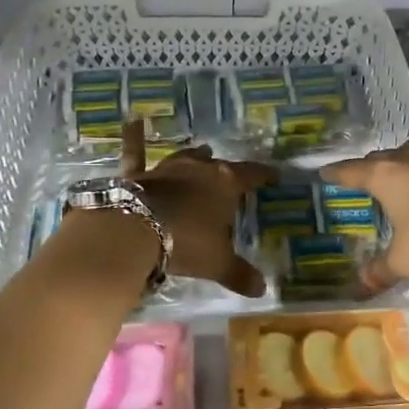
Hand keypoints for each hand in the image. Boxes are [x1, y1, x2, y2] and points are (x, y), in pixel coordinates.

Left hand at [121, 119, 274, 296]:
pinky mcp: (139, 175)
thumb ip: (240, 274)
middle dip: (227, 170)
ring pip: (186, 157)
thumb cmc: (187, 243)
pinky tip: (133, 120)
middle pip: (219, 166)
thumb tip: (262, 289)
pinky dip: (135, 137)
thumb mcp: (218, 263)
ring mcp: (167, 168)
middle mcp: (200, 168)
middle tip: (234, 174)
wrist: (135, 231)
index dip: (264, 175)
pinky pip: (136, 152)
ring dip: (195, 156)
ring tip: (203, 151)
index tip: (274, 174)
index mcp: (226, 183)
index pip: (252, 174)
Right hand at [321, 107, 408, 292]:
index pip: (352, 172)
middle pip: (382, 158)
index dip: (337, 173)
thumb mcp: (405, 260)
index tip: (324, 172)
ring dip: (403, 156)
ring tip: (397, 161)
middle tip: (362, 178)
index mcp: (386, 176)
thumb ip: (380, 271)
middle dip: (370, 167)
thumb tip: (359, 288)